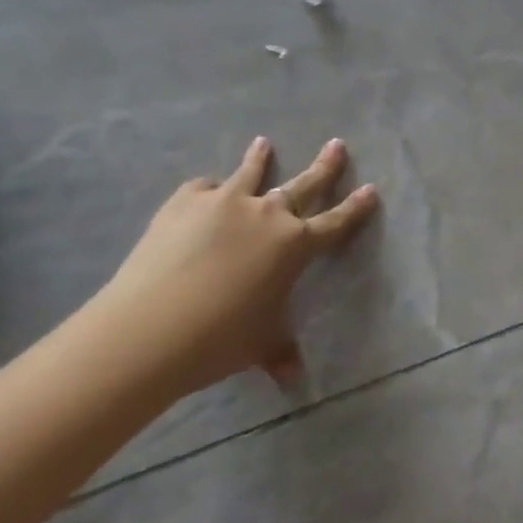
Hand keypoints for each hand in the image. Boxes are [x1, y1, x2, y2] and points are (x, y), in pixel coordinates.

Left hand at [95, 137, 377, 398]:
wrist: (152, 327)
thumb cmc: (220, 339)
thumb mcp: (260, 345)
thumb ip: (281, 354)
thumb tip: (295, 380)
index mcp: (295, 245)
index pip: (335, 222)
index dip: (355, 207)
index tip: (370, 188)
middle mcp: (267, 214)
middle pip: (304, 184)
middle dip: (325, 165)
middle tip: (337, 144)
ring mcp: (226, 201)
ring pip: (252, 174)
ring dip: (261, 158)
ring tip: (264, 143)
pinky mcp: (187, 201)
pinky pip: (204, 188)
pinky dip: (209, 190)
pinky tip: (205, 193)